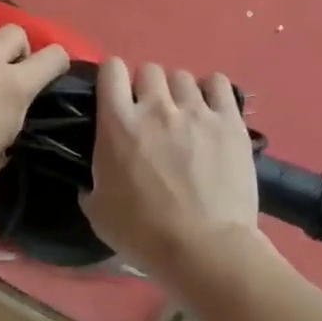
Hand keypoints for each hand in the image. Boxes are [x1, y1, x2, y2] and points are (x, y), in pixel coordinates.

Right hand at [82, 58, 262, 285]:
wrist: (204, 250)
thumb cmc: (144, 234)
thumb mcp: (98, 211)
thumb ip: (92, 181)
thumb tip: (92, 176)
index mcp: (118, 123)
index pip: (111, 70)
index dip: (113, 78)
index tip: (116, 95)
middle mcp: (156, 107)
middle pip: (149, 69)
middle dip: (147, 87)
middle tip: (152, 114)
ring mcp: (195, 111)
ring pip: (182, 77)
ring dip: (178, 93)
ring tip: (184, 116)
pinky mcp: (229, 121)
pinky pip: (218, 83)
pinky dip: (211, 91)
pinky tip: (210, 109)